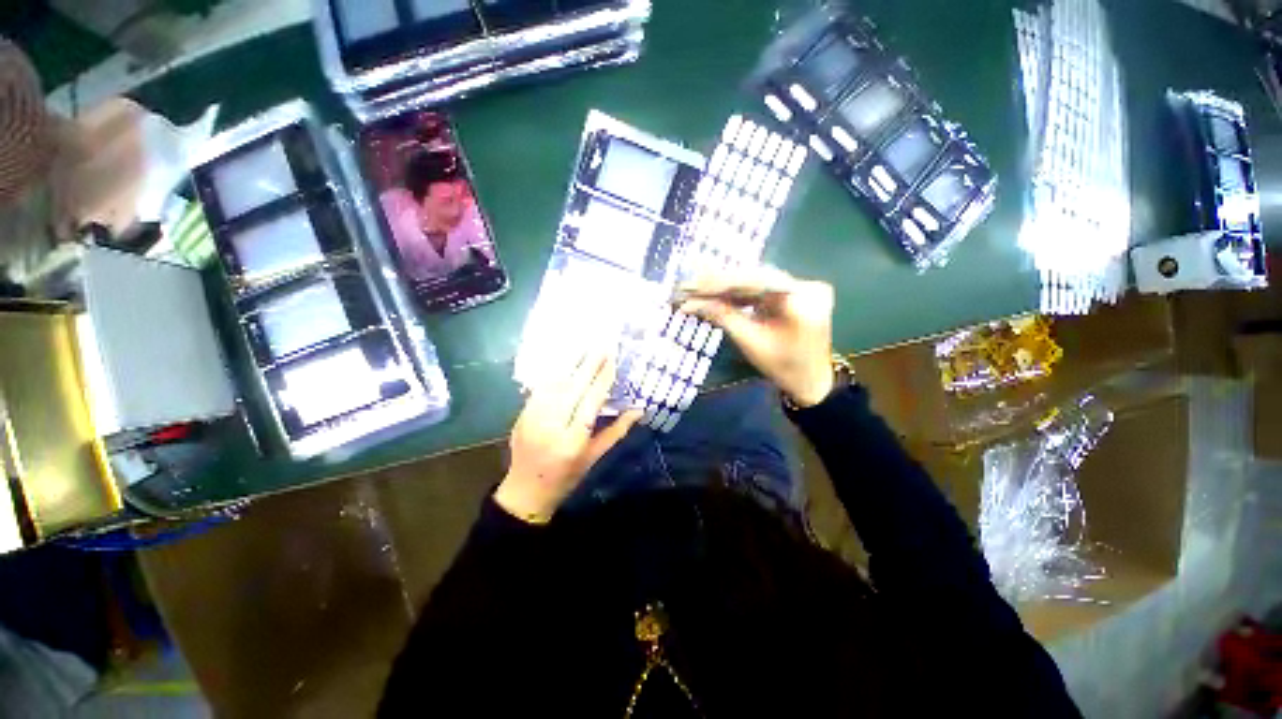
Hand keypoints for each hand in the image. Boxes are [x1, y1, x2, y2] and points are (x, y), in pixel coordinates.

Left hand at [495, 350, 641, 523]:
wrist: (526, 490)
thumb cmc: (567, 477)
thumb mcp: (594, 457)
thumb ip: (616, 431)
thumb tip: (638, 409)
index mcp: (572, 441)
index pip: (590, 403)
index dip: (602, 380)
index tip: (612, 361)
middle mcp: (551, 426)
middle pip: (572, 388)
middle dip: (588, 365)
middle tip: (601, 345)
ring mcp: (532, 419)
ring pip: (554, 384)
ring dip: (570, 363)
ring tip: (584, 346)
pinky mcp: (522, 415)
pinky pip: (540, 389)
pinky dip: (553, 373)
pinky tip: (563, 361)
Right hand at [679, 267, 835, 407]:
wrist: (811, 381)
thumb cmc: (782, 366)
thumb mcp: (749, 341)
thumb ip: (723, 316)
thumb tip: (691, 303)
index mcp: (801, 298)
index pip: (754, 281)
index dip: (720, 282)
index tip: (693, 284)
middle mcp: (806, 285)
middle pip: (755, 278)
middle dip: (721, 284)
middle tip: (691, 286)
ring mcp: (804, 288)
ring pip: (758, 282)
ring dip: (728, 288)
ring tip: (700, 290)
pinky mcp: (798, 293)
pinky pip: (765, 289)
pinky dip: (742, 294)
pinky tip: (720, 295)